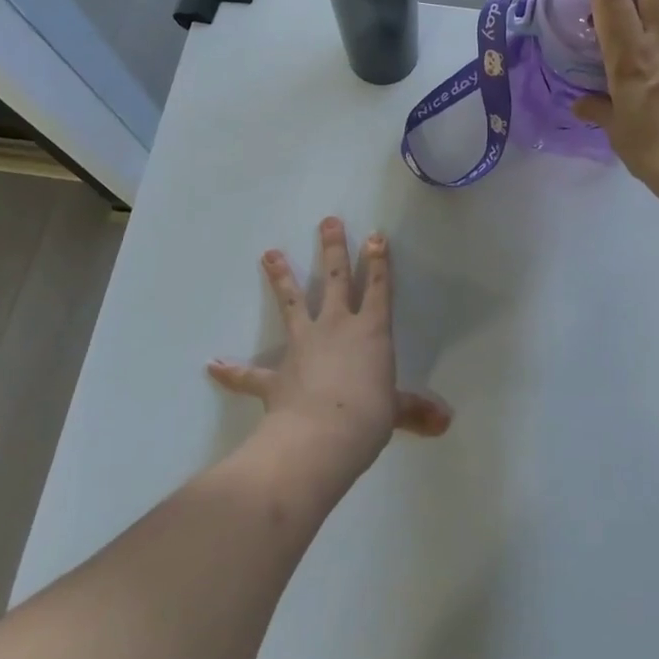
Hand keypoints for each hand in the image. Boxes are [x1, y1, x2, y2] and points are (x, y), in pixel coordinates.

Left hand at [207, 218, 450, 471]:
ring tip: (269, 253)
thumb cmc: (368, 417)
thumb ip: (415, 411)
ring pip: (292, 303)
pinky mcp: (276, 374)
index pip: (378, 289)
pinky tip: (213, 365)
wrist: (322, 436)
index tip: (374, 235)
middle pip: (336, 280)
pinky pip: (250, 374)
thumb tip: (445, 422)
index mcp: (370, 332)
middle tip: (328, 221)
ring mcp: (303, 346)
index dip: (378, 262)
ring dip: (281, 277)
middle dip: (333, 248)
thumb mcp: (395, 412)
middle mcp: (336, 327)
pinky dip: (232, 371)